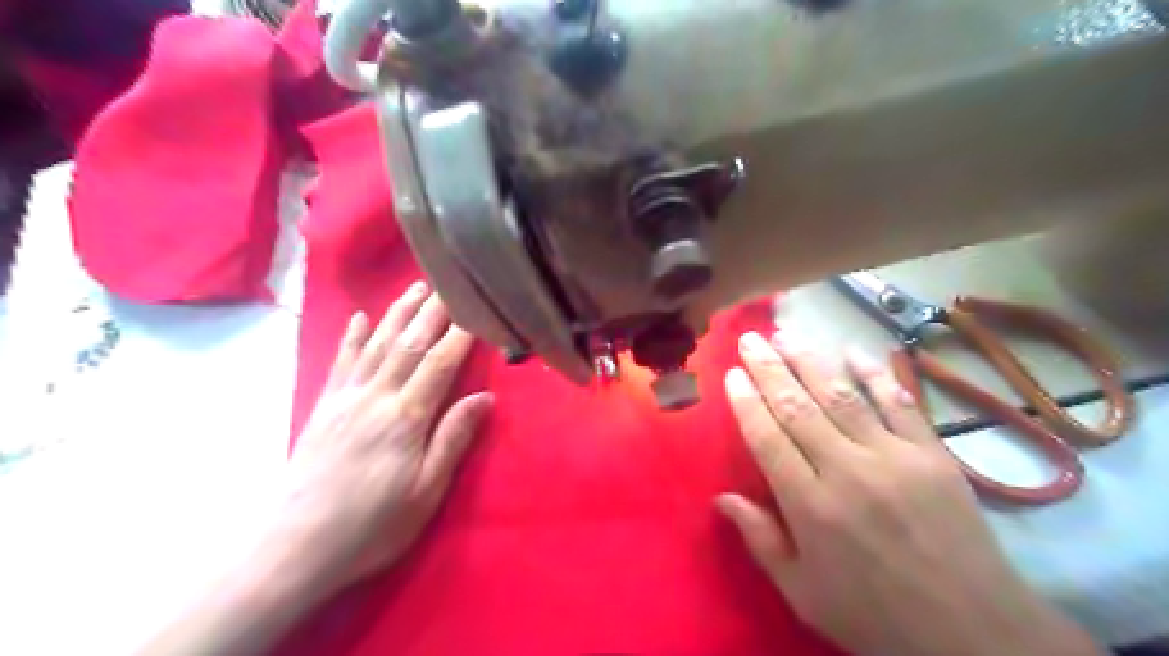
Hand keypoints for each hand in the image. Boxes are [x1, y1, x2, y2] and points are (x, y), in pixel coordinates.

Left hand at [276, 281, 489, 594]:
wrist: (294, 547)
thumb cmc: (372, 526)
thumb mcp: (425, 492)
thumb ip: (453, 439)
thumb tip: (485, 397)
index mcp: (405, 418)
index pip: (440, 363)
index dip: (461, 333)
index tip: (478, 307)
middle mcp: (376, 397)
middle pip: (409, 343)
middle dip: (432, 310)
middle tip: (450, 281)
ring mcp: (346, 399)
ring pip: (377, 344)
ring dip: (398, 312)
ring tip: (415, 287)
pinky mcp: (324, 407)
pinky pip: (341, 363)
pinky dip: (352, 337)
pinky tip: (359, 317)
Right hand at [718, 332, 1101, 655]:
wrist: (974, 632)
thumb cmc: (874, 614)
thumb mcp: (804, 593)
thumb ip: (761, 540)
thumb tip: (721, 498)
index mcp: (811, 507)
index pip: (768, 439)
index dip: (747, 402)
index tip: (733, 373)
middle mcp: (848, 472)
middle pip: (799, 407)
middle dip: (770, 369)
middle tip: (752, 339)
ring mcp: (895, 458)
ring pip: (842, 396)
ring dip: (811, 361)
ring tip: (788, 335)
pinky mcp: (933, 455)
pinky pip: (899, 403)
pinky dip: (875, 373)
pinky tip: (853, 350)